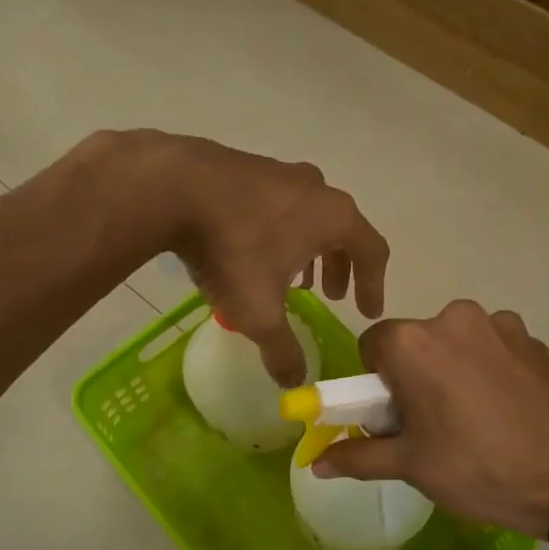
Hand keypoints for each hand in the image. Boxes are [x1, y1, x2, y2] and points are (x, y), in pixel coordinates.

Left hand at [95, 129, 388, 385]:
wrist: (174, 188)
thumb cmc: (232, 250)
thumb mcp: (259, 312)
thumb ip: (282, 350)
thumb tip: (294, 382)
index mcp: (334, 218)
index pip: (373, 252)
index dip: (374, 285)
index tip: (367, 312)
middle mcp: (315, 189)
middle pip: (342, 231)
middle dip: (339, 267)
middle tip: (330, 296)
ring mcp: (280, 172)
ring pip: (308, 216)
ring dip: (308, 250)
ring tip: (292, 279)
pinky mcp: (247, 167)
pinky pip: (277, 206)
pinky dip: (279, 232)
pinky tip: (254, 252)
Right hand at [313, 301, 548, 536]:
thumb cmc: (478, 468)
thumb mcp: (411, 466)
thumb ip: (358, 456)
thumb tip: (316, 464)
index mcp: (414, 342)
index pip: (372, 346)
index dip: (375, 383)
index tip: (393, 416)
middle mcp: (454, 318)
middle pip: (415, 342)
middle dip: (414, 376)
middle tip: (431, 424)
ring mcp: (500, 325)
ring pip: (455, 343)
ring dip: (453, 370)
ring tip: (473, 420)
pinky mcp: (533, 339)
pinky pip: (492, 349)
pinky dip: (488, 371)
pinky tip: (504, 411)